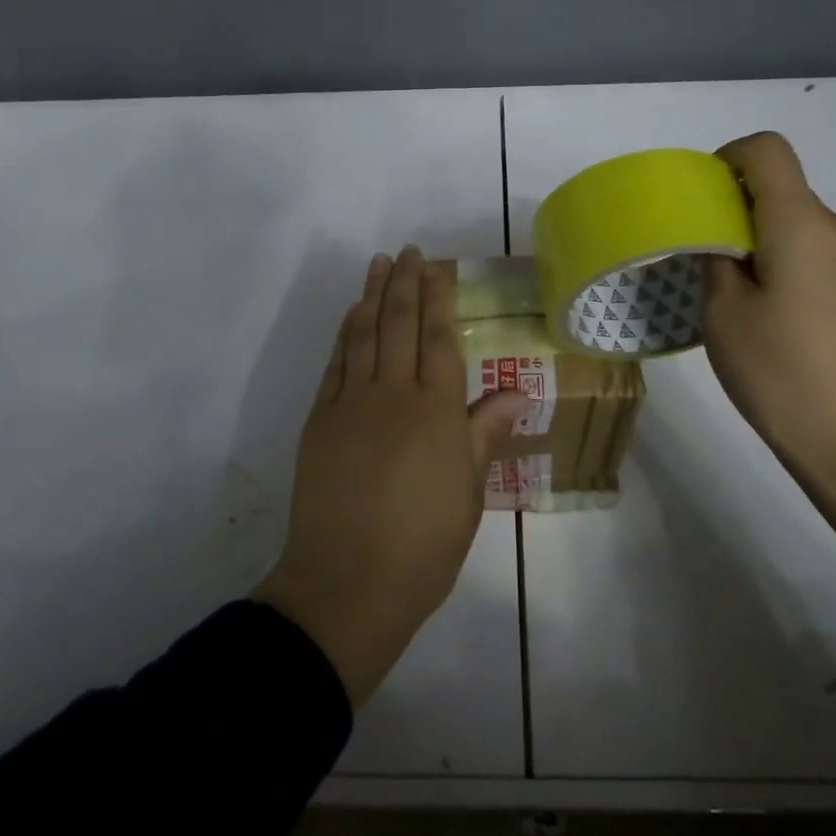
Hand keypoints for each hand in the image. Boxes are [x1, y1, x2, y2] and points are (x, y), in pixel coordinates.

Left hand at [254, 247, 529, 706]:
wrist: (348, 583)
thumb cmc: (423, 547)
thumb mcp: (469, 495)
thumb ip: (484, 433)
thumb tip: (515, 391)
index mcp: (436, 412)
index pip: (439, 339)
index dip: (439, 298)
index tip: (438, 267)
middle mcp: (393, 395)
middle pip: (400, 325)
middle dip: (405, 283)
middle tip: (409, 252)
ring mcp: (351, 404)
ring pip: (364, 335)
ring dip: (372, 296)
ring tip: (379, 265)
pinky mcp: (320, 420)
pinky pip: (336, 364)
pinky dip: (345, 335)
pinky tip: (352, 317)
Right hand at [701, 133, 835, 502]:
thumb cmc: (782, 375)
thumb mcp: (723, 315)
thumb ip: (716, 261)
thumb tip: (722, 239)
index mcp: (802, 225)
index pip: (767, 151)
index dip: (727, 159)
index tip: (700, 201)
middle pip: (784, 194)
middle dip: (738, 213)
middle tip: (704, 263)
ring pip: (803, 232)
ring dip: (765, 247)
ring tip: (739, 304)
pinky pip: (823, 263)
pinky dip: (791, 273)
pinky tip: (778, 328)